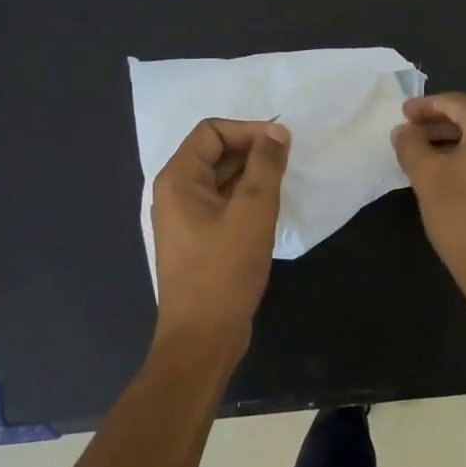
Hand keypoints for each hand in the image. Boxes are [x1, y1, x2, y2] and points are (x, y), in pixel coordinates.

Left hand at [151, 118, 290, 350]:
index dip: (248, 130)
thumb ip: (266, 166)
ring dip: (252, 175)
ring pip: (222, 180)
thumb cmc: (224, 270)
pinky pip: (223, 204)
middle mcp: (176, 193)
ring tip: (285, 184)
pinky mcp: (199, 240)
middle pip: (215, 153)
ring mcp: (186, 219)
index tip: (283, 143)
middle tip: (290, 162)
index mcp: (178, 179)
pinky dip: (246, 198)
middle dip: (253, 151)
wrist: (203, 336)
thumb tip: (277, 131)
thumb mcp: (252, 212)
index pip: (211, 131)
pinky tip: (271, 209)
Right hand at [391, 93, 465, 313]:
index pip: (454, 102)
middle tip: (409, 134)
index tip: (402, 114)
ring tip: (424, 155)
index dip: (424, 106)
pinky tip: (451, 173)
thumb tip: (404, 130)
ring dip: (454, 142)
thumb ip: (411, 145)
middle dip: (438, 124)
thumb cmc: (463, 216)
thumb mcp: (427, 177)